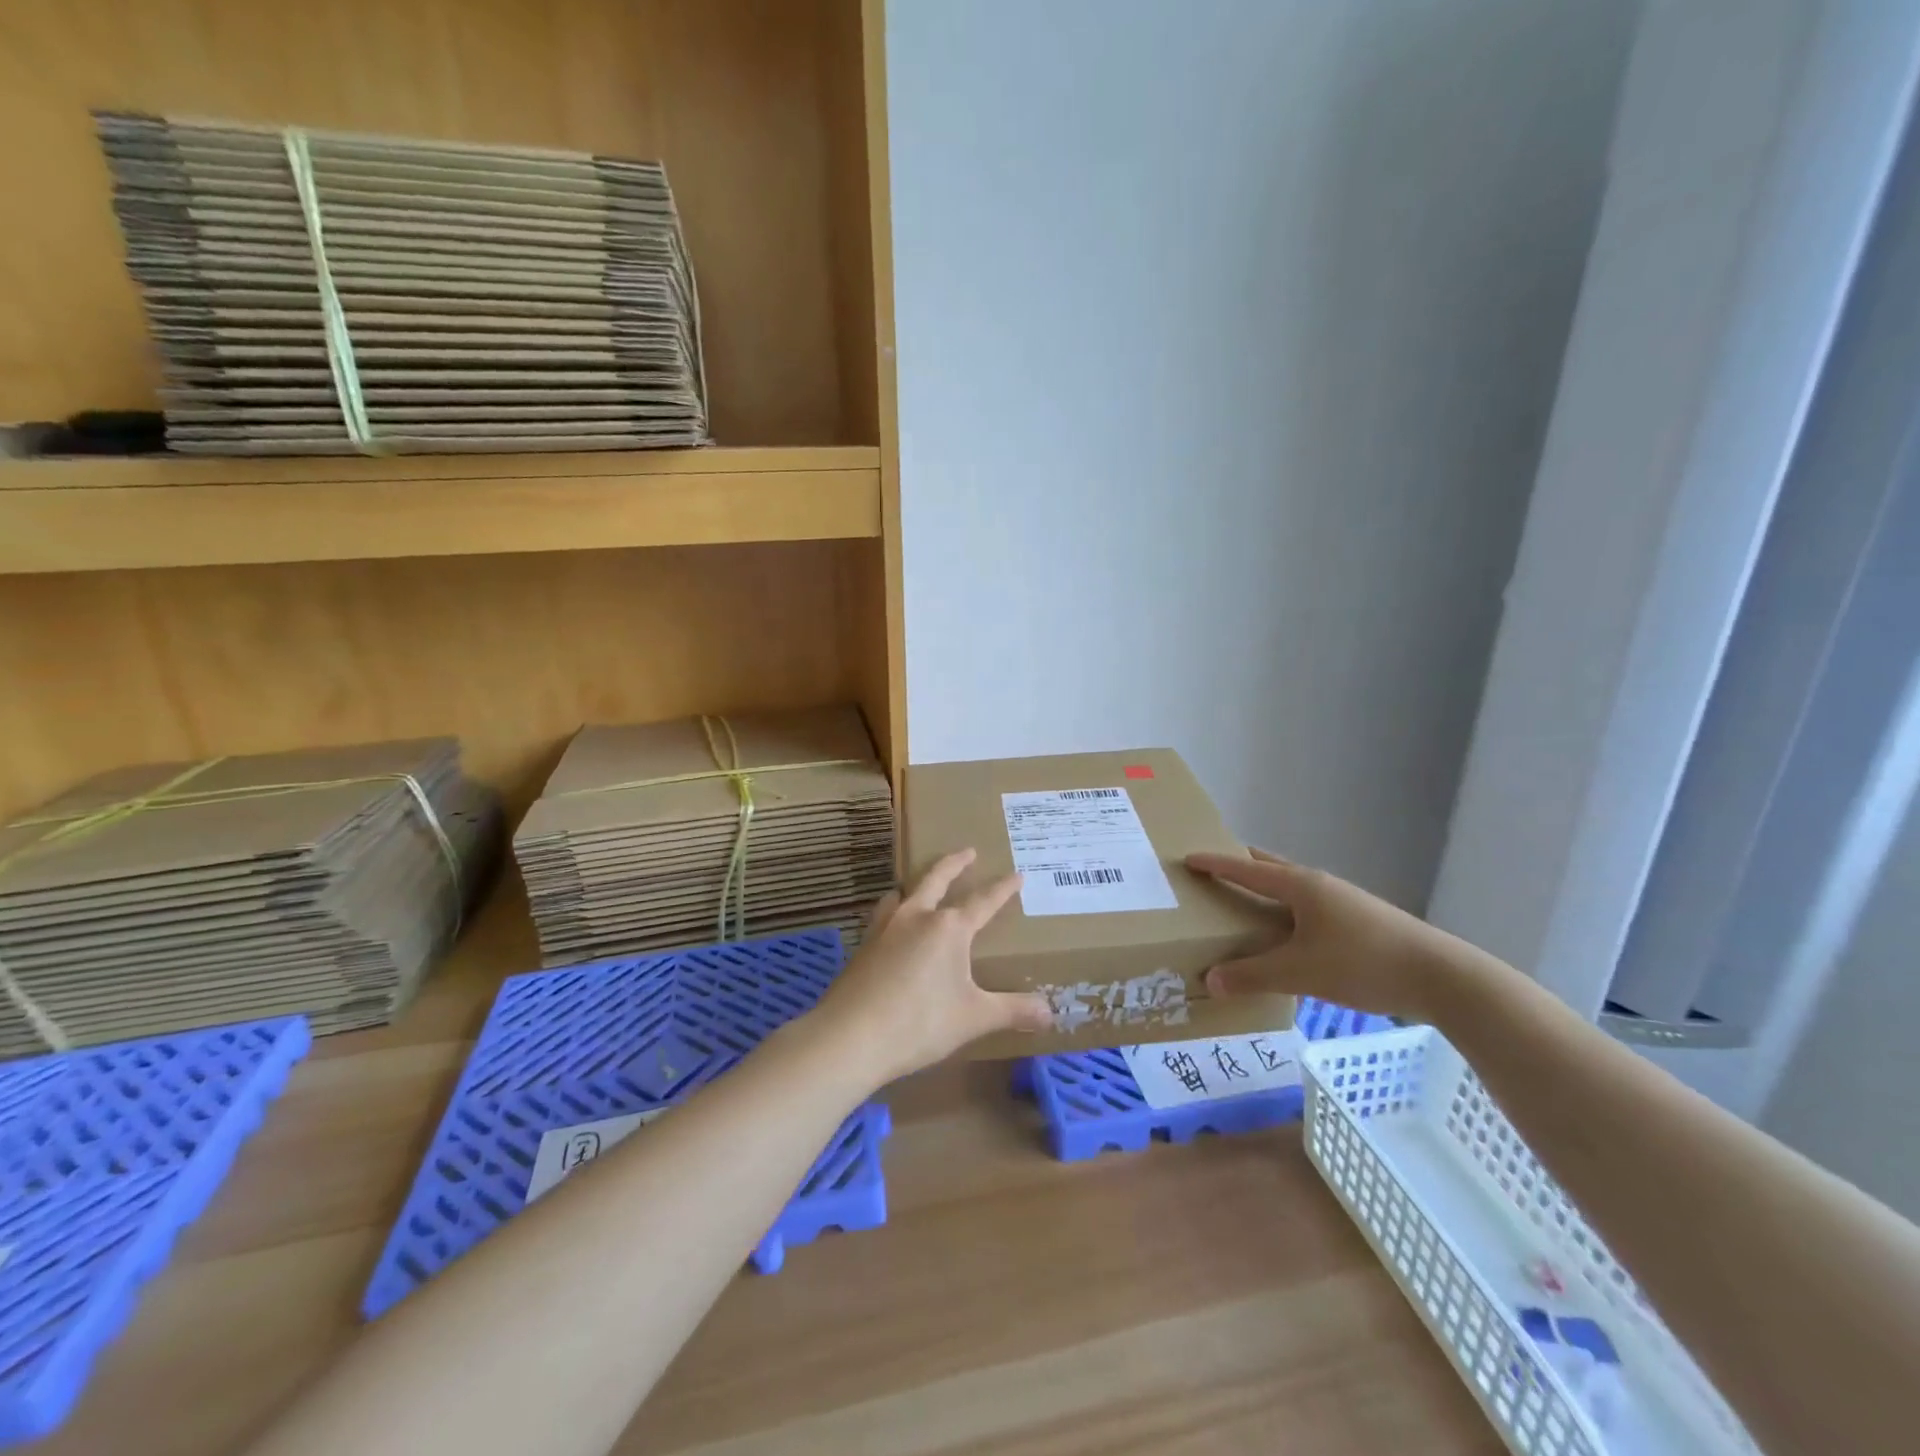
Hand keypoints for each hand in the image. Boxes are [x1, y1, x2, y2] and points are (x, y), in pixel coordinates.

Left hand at [811, 849, 1052, 1084]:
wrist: (850, 1037)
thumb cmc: (920, 1023)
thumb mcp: (973, 1018)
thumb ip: (1012, 1011)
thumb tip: (1051, 1012)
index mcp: (948, 928)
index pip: (983, 901)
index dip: (1003, 889)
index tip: (1017, 874)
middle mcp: (916, 917)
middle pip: (937, 878)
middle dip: (955, 863)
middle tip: (968, 851)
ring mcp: (885, 927)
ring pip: (903, 892)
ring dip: (916, 883)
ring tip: (920, 885)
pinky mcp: (863, 945)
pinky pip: (883, 914)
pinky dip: (894, 909)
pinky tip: (892, 924)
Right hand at [1186, 847, 1478, 1020]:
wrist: (1442, 977)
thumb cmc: (1363, 963)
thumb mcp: (1300, 972)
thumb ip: (1253, 975)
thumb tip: (1211, 980)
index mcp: (1300, 886)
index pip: (1247, 869)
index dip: (1217, 864)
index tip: (1189, 858)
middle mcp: (1320, 885)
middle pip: (1271, 867)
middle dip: (1241, 866)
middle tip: (1214, 872)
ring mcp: (1344, 901)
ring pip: (1293, 888)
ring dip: (1266, 890)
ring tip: (1245, 905)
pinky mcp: (1360, 921)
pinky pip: (1309, 906)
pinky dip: (1287, 911)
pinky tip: (1287, 936)